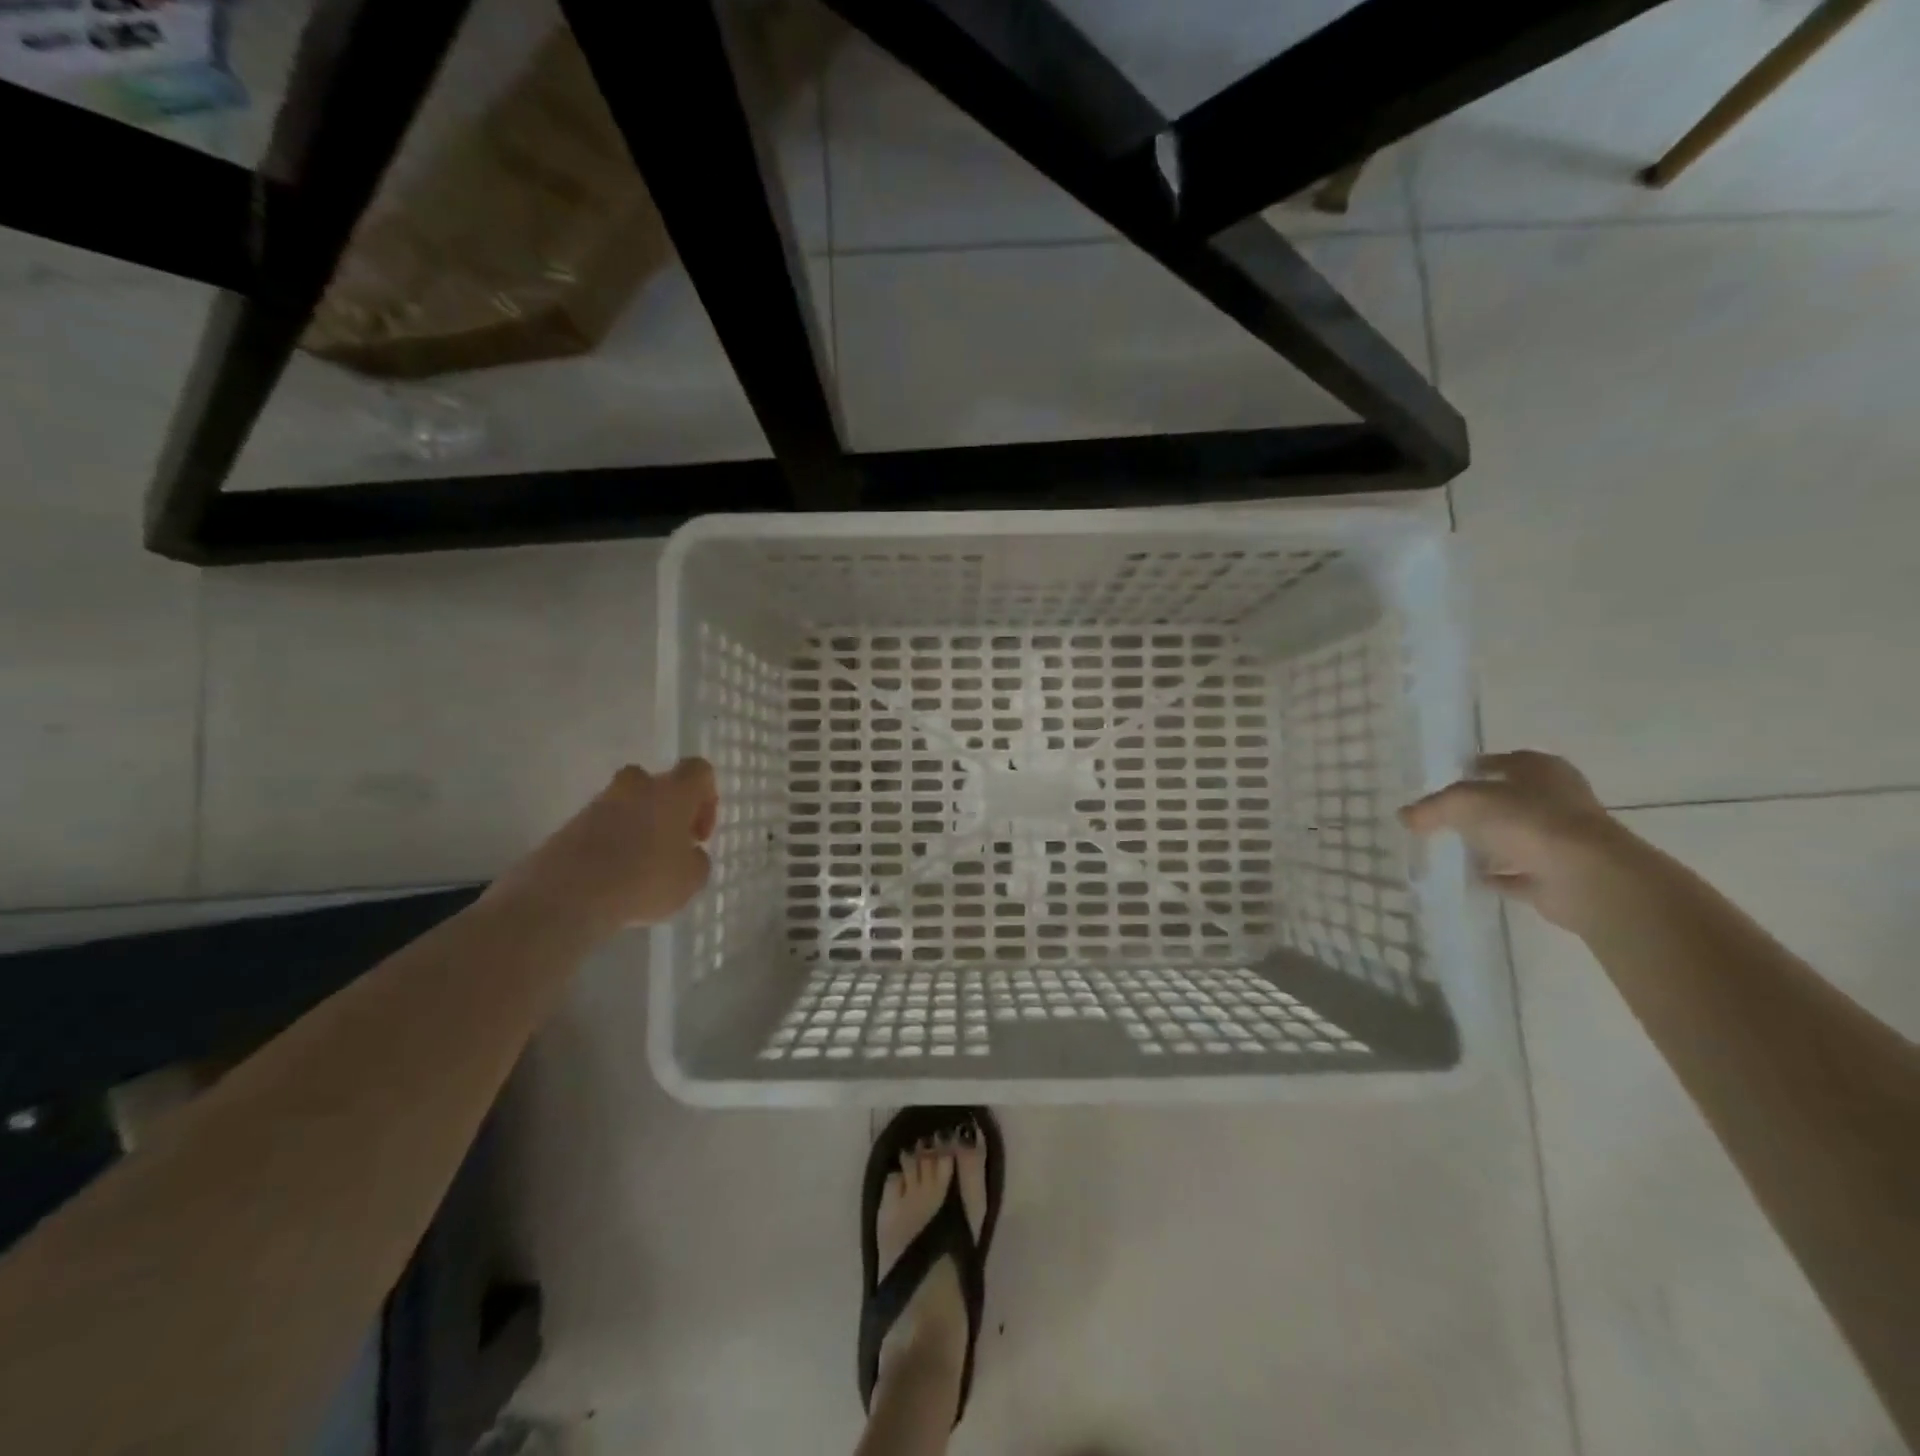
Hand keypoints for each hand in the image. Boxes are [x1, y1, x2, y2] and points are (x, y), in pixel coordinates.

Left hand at [494, 759, 718, 932]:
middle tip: (669, 845)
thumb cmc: (644, 879)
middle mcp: (636, 787)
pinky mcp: (569, 825)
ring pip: (627, 805)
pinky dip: (610, 845)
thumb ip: (697, 861)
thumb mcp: (691, 880)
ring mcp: (598, 804)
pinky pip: (601, 828)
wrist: (566, 895)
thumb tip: (689, 854)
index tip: (698, 834)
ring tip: (639, 869)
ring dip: (637, 829)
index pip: (698, 770)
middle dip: (666, 810)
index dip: (706, 798)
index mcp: (672, 792)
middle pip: (657, 784)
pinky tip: (612, 879)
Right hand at [1399, 750, 1637, 932]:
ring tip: (1450, 846)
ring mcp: (1563, 839)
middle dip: (1481, 807)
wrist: (1586, 877)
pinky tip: (1472, 876)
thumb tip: (1405, 816)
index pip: (1506, 761)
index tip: (1447, 778)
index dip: (1477, 767)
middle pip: (1511, 799)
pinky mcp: (1560, 875)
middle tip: (1443, 814)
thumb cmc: (1528, 822)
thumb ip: (1432, 807)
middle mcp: (1558, 800)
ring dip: (1490, 842)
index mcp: (1543, 770)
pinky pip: (1520, 872)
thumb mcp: (1465, 802)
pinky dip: (1499, 874)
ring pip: (1517, 835)